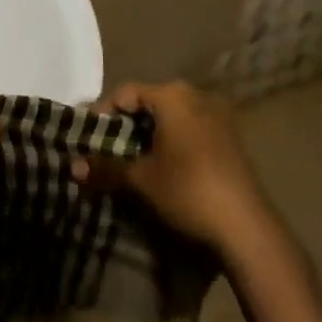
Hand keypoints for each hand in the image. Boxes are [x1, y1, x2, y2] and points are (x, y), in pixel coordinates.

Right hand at [73, 80, 275, 252]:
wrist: (248, 229)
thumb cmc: (188, 191)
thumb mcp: (141, 180)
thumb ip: (106, 167)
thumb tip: (73, 167)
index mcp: (172, 95)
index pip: (125, 92)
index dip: (102, 112)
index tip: (89, 136)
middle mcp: (196, 96)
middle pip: (149, 102)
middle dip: (126, 124)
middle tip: (108, 148)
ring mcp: (217, 116)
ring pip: (171, 117)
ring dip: (150, 134)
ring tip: (133, 159)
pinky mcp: (231, 139)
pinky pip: (191, 129)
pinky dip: (172, 142)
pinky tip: (165, 167)